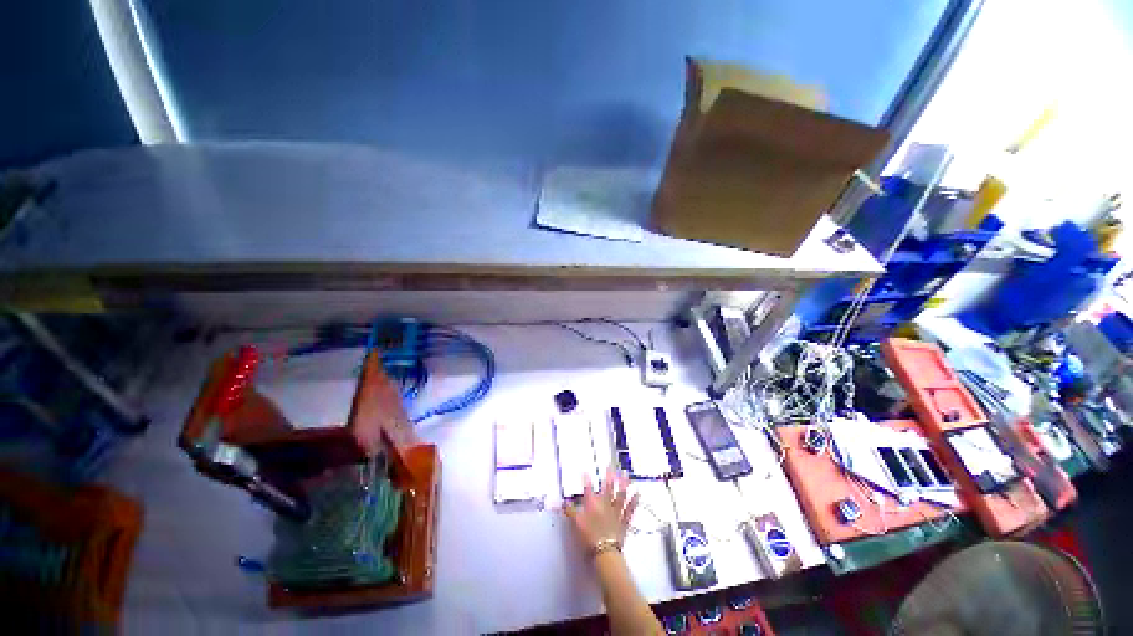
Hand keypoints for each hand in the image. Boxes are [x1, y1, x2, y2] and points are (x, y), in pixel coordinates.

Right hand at [564, 467, 639, 551]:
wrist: (605, 552)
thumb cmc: (589, 537)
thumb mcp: (576, 524)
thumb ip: (569, 511)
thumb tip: (561, 502)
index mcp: (593, 505)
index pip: (588, 490)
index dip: (587, 480)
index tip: (585, 471)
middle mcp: (605, 505)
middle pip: (607, 488)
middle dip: (609, 477)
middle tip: (610, 466)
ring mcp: (616, 512)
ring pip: (620, 495)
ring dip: (623, 484)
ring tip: (625, 473)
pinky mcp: (624, 520)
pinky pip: (630, 509)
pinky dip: (634, 501)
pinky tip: (637, 493)